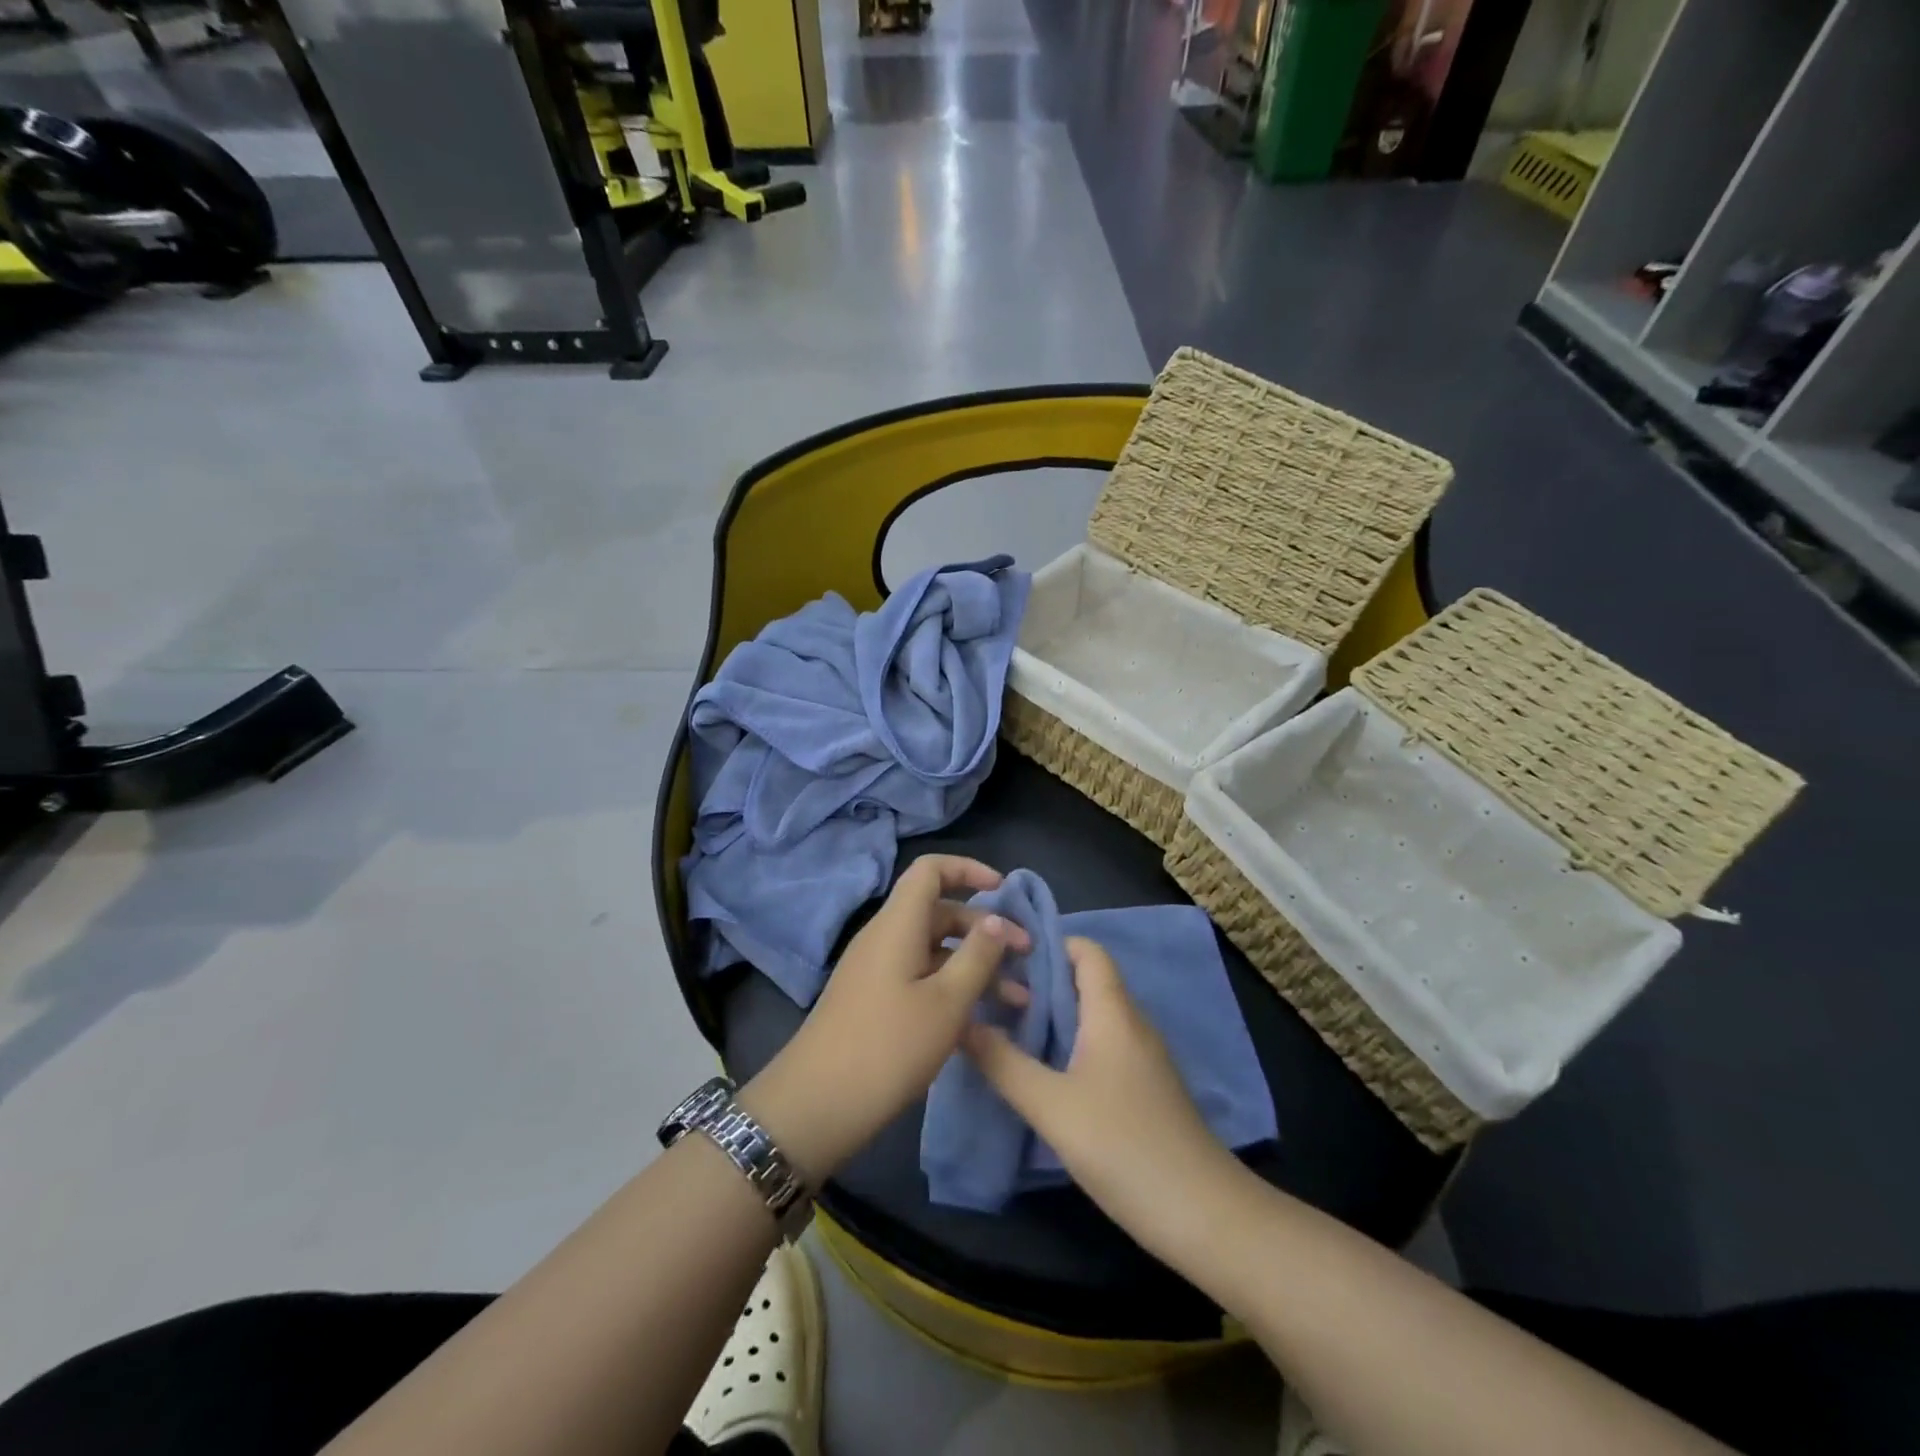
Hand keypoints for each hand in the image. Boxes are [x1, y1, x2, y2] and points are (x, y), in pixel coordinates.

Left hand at [740, 855, 1027, 1185]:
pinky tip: (983, 1021)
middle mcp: (886, 938)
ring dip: (975, 966)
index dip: (968, 870)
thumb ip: (977, 956)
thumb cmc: (888, 1047)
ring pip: (934, 950)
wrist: (816, 1105)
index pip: (930, 870)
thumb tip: (998, 919)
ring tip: (1017, 998)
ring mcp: (878, 971)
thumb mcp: (946, 1003)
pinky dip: (953, 988)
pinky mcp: (876, 1001)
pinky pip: (921, 978)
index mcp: (898, 925)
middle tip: (1026, 956)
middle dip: (985, 929)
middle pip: (939, 912)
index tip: (1004, 891)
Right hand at [963, 937, 1242, 1251]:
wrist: (1203, 1215)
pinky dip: (1069, 1043)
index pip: (1086, 950)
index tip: (1004, 955)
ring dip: (1052, 1015)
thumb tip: (961, 1022)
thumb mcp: (1051, 1106)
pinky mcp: (1144, 1088)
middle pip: (1085, 981)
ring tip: (1005, 1026)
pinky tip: (1041, 1069)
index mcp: (1113, 1012)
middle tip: (991, 993)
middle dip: (1039, 981)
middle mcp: (1131, 1023)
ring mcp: (1141, 1057)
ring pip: (1092, 1016)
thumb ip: (1003, 1063)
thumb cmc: (1124, 1146)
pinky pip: (1102, 1045)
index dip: (1048, 943)